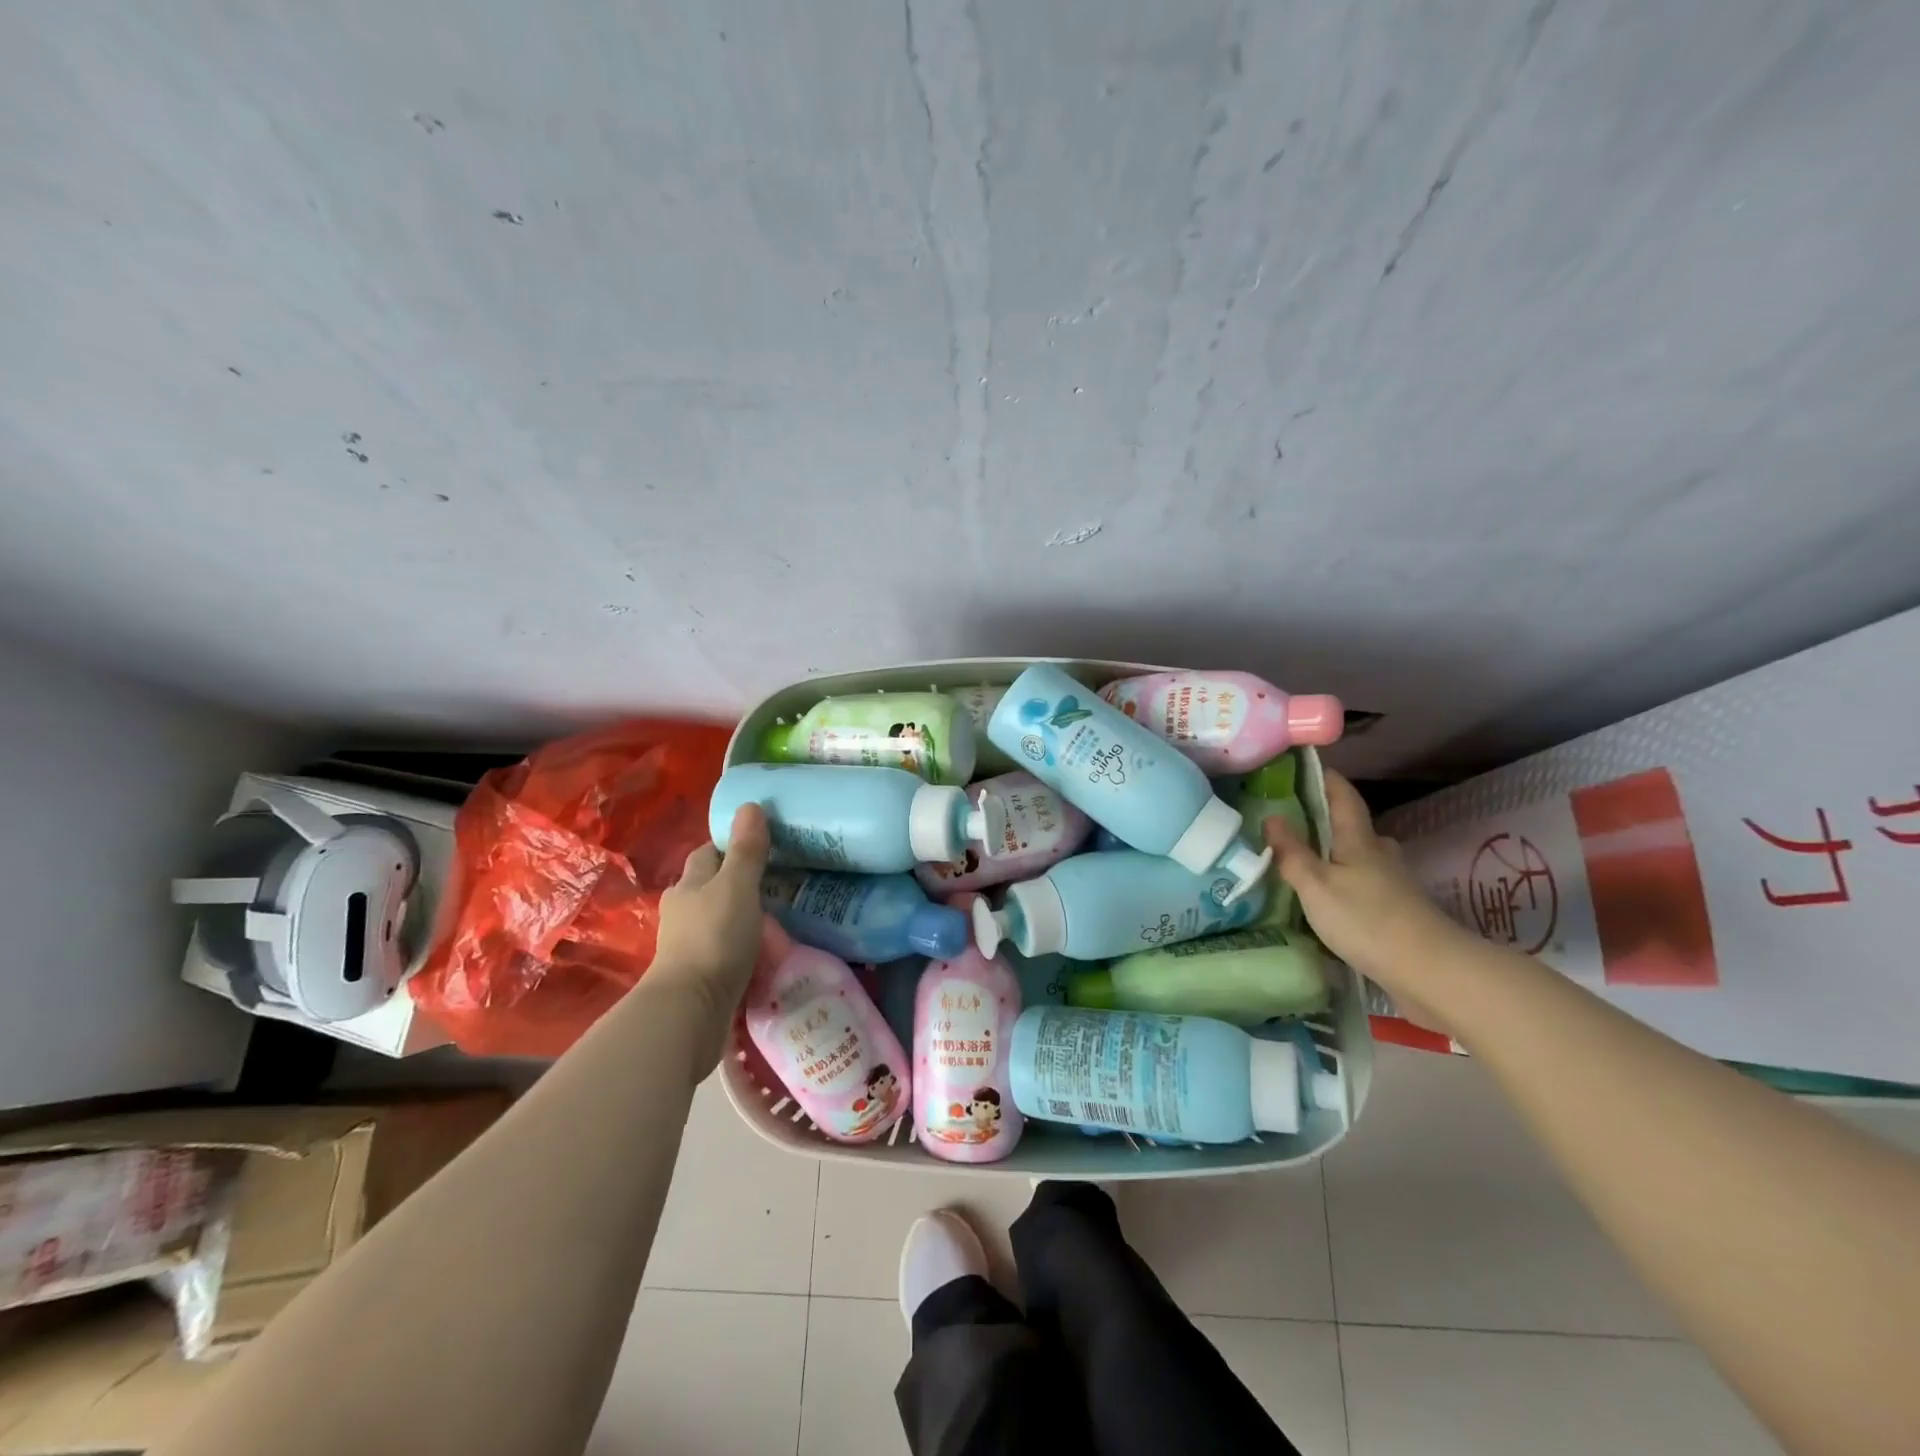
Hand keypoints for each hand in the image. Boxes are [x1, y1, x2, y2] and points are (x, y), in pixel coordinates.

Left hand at [649, 804, 774, 1061]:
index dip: (729, 844)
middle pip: (711, 887)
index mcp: (688, 885)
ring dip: (741, 919)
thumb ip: (746, 850)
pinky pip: (724, 952)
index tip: (760, 843)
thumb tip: (750, 804)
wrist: (690, 1011)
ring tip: (777, 921)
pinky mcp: (698, 976)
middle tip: (779, 883)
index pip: (707, 854)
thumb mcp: (737, 887)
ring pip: (718, 921)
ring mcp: (687, 946)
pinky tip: (763, 955)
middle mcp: (682, 912)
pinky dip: (741, 949)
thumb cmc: (714, 938)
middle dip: (738, 884)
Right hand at [1261, 770, 1472, 1014]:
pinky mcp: (1400, 911)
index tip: (1306, 766)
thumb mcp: (1316, 885)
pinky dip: (1349, 883)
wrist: (1428, 970)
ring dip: (1339, 855)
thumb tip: (1272, 816)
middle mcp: (1381, 854)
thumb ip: (1292, 852)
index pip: (1344, 797)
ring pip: (1363, 858)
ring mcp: (1395, 883)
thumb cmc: (1365, 919)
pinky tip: (1332, 898)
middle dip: (1329, 821)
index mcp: (1358, 840)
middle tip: (1296, 822)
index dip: (1327, 779)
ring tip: (1309, 862)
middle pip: (1355, 828)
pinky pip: (1368, 885)